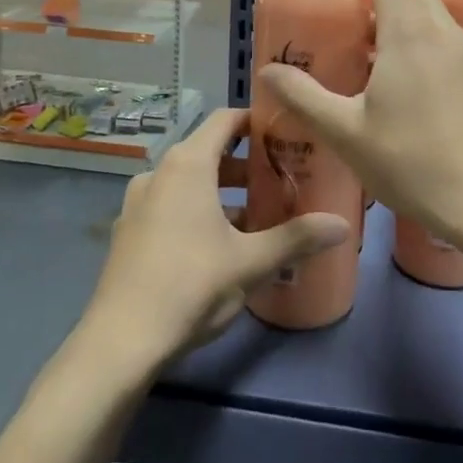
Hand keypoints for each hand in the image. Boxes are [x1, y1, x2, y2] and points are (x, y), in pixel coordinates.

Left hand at [85, 107, 351, 362]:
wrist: (120, 342)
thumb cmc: (191, 285)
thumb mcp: (251, 262)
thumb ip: (297, 238)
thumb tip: (343, 225)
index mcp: (187, 164)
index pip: (225, 120)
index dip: (255, 120)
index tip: (285, 132)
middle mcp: (158, 173)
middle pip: (208, 151)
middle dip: (245, 165)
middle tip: (281, 180)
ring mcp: (138, 203)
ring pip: (188, 182)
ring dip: (221, 192)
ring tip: (256, 217)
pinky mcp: (127, 232)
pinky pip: (169, 205)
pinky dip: (196, 211)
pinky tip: (217, 246)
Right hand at [258, 0, 462, 248]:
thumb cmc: (413, 162)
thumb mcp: (346, 133)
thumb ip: (304, 97)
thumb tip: (266, 71)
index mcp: (409, 32)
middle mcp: (443, 32)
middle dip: (379, 5)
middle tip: (349, 35)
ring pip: (432, 22)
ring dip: (402, 29)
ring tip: (373, 68)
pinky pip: (447, 46)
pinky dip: (423, 50)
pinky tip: (407, 95)